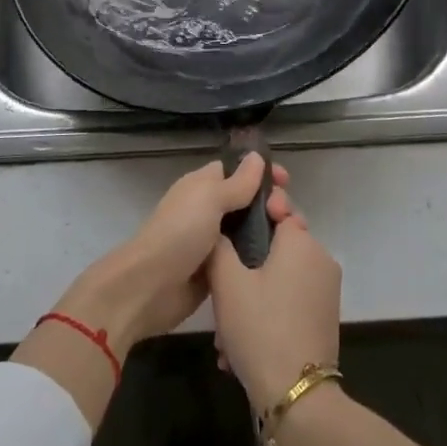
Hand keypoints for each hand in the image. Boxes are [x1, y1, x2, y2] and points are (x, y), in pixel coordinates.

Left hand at [55, 154, 292, 356]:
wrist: (150, 287)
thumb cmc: (179, 233)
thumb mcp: (209, 199)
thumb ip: (237, 182)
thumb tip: (257, 157)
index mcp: (202, 186)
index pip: (237, 171)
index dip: (261, 173)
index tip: (287, 181)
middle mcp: (208, 210)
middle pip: (247, 201)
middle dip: (270, 203)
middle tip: (289, 214)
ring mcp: (213, 242)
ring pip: (249, 230)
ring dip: (271, 231)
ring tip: (295, 235)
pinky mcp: (219, 270)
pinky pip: (245, 258)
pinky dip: (261, 257)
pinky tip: (283, 261)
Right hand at [207, 210, 341, 414]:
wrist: (298, 396)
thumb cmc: (260, 328)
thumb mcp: (227, 284)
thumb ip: (220, 246)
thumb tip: (220, 230)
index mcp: (301, 241)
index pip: (279, 207)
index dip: (253, 213)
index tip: (230, 231)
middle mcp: (320, 258)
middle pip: (277, 245)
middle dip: (246, 264)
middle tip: (220, 289)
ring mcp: (326, 290)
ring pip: (281, 277)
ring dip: (252, 295)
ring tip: (225, 331)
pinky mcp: (324, 316)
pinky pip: (290, 300)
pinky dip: (268, 312)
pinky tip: (240, 346)